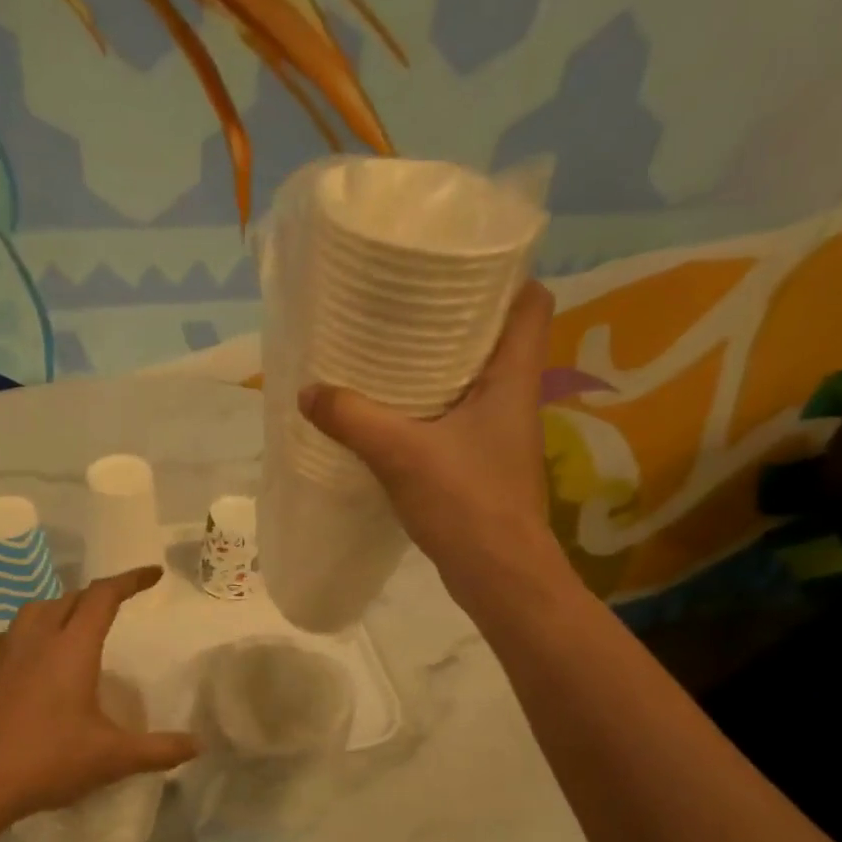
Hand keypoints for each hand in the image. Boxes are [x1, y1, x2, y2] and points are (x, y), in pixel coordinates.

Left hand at [0, 567, 197, 822]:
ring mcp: (3, 651)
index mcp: (72, 647)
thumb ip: (159, 750)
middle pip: (71, 598)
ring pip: (36, 610)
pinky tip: (30, 657)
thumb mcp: (112, 758)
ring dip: (61, 609)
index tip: (154, 574)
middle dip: (98, 596)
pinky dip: (28, 633)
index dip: (131, 580)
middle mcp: (37, 637)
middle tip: (118, 607)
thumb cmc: (48, 762)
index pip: (104, 596)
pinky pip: (9, 634)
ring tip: (75, 627)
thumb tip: (198, 745)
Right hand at [298, 281, 567, 591]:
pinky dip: (430, 406)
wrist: (498, 574)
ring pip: (476, 378)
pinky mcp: (483, 462)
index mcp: (513, 377)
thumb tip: (309, 392)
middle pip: (497, 336)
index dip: (504, 277)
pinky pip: (458, 416)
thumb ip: (353, 418)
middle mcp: (514, 397)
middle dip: (456, 317)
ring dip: (441, 364)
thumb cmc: (465, 501)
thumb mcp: (400, 453)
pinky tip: (391, 413)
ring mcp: (500, 432)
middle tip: (406, 306)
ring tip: (391, 351)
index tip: (457, 268)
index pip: (532, 302)